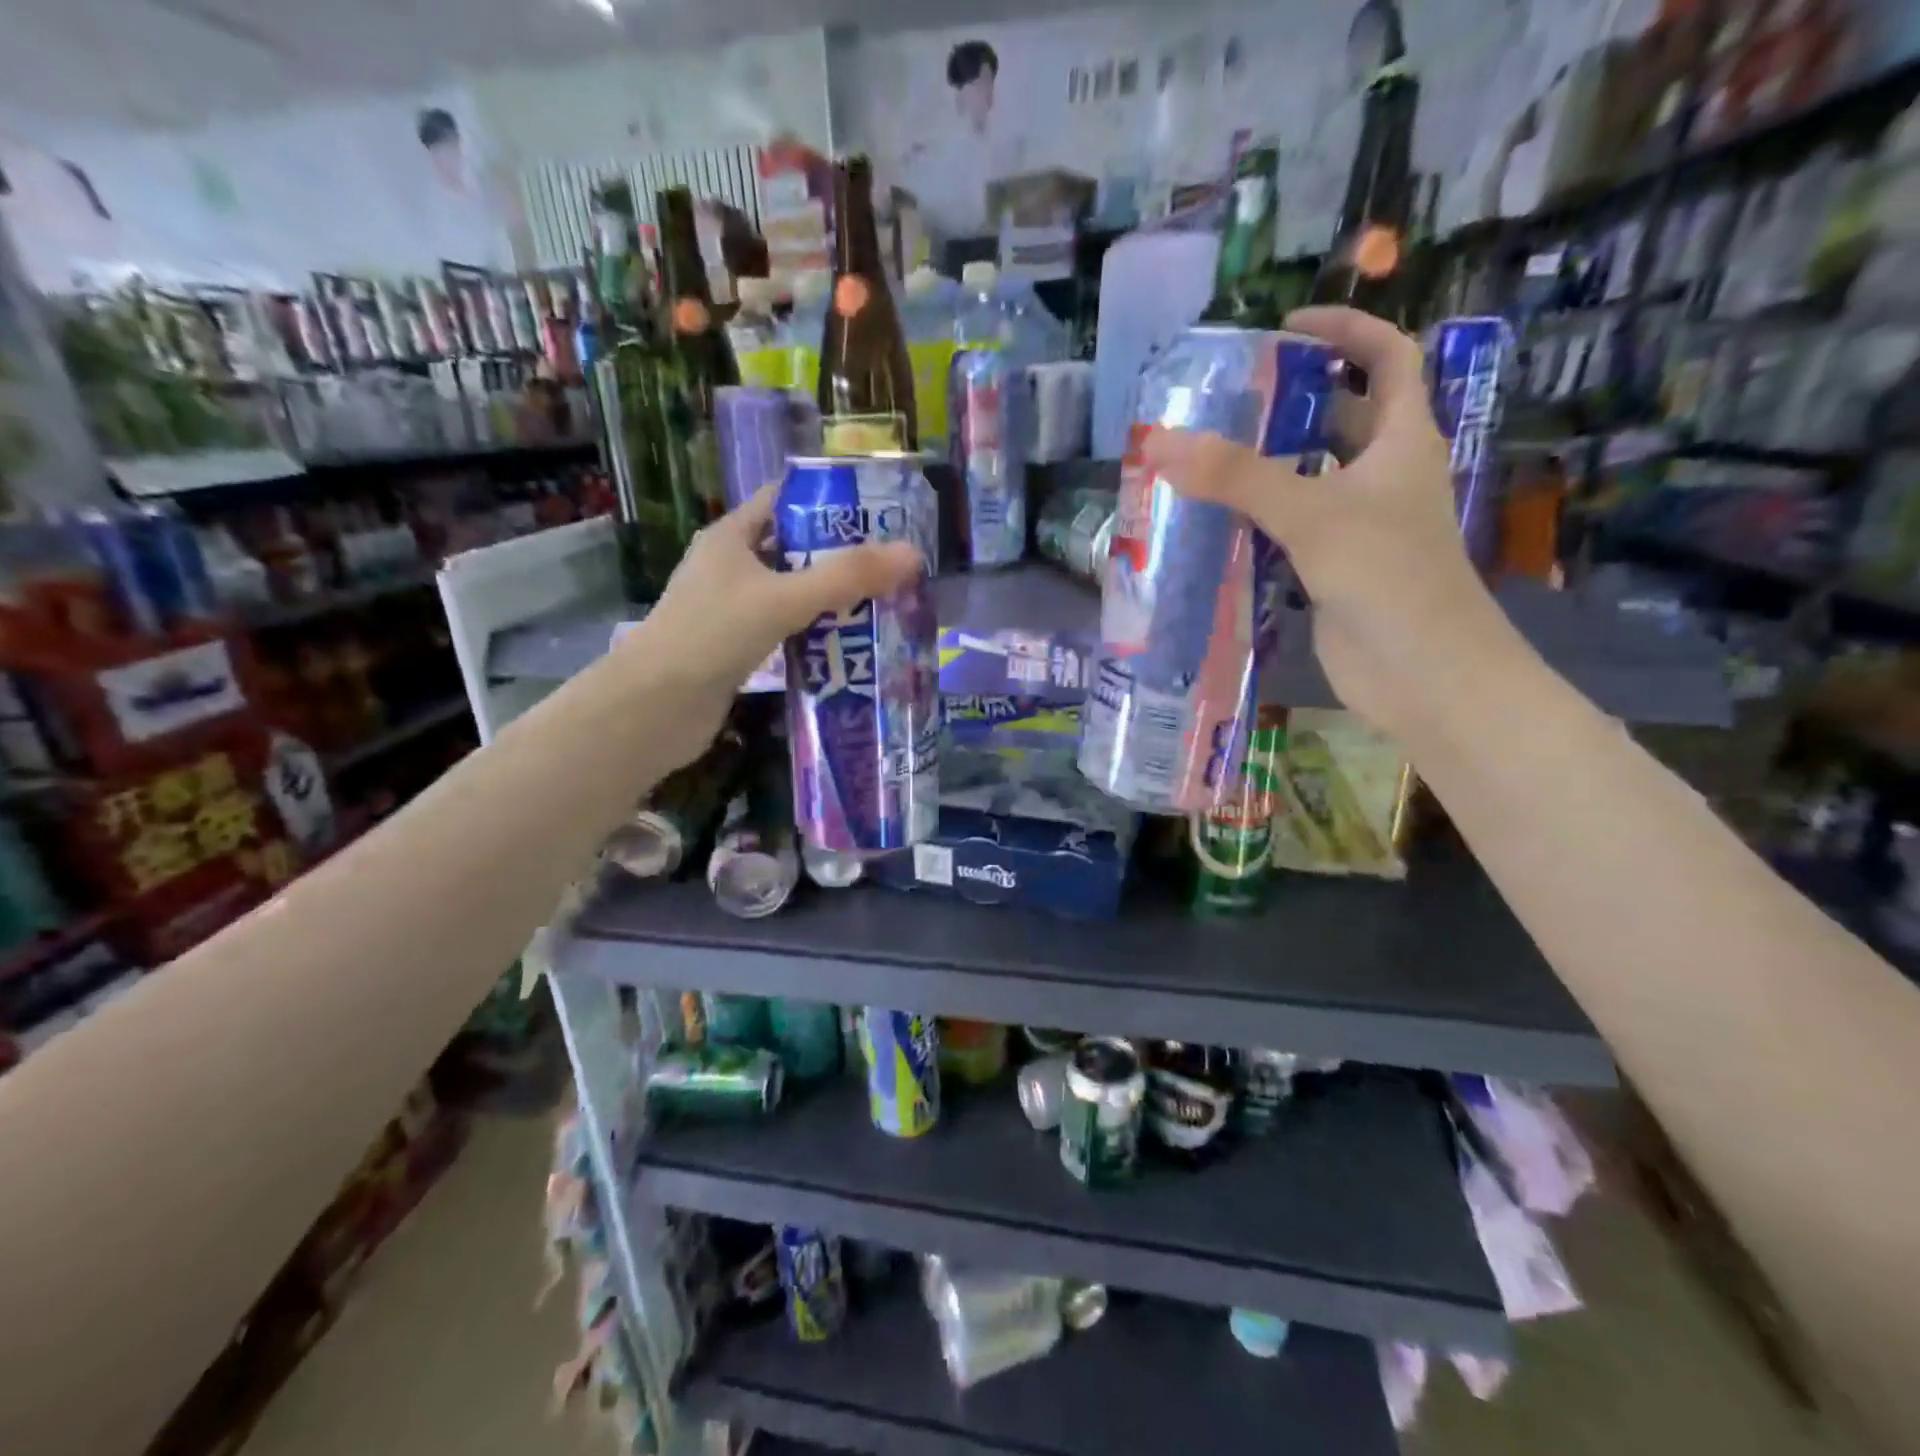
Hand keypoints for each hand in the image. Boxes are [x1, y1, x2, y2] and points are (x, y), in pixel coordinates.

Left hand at [621, 484, 922, 765]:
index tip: (878, 513)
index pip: (783, 502)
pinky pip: (784, 630)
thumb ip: (846, 578)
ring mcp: (731, 610)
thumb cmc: (711, 636)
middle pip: (793, 549)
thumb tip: (912, 554)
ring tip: (882, 604)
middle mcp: (729, 567)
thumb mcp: (783, 598)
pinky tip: (847, 646)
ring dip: (830, 599)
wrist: (654, 708)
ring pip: (790, 593)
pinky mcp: (736, 648)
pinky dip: (813, 633)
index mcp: (730, 537)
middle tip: (891, 566)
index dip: (828, 502)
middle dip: (839, 556)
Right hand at [1141, 306, 1511, 739]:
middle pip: (1340, 418)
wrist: (1422, 672)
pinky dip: (1256, 519)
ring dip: (1264, 466)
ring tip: (1204, 456)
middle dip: (1289, 402)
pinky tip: (1213, 522)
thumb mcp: (1312, 513)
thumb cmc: (1387, 576)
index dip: (1345, 330)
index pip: (1386, 357)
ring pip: (1309, 477)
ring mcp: (1359, 525)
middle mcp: (1384, 475)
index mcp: (1403, 440)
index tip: (1285, 328)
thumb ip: (1236, 478)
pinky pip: (1290, 529)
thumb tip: (1159, 441)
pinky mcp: (1333, 568)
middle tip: (1225, 401)